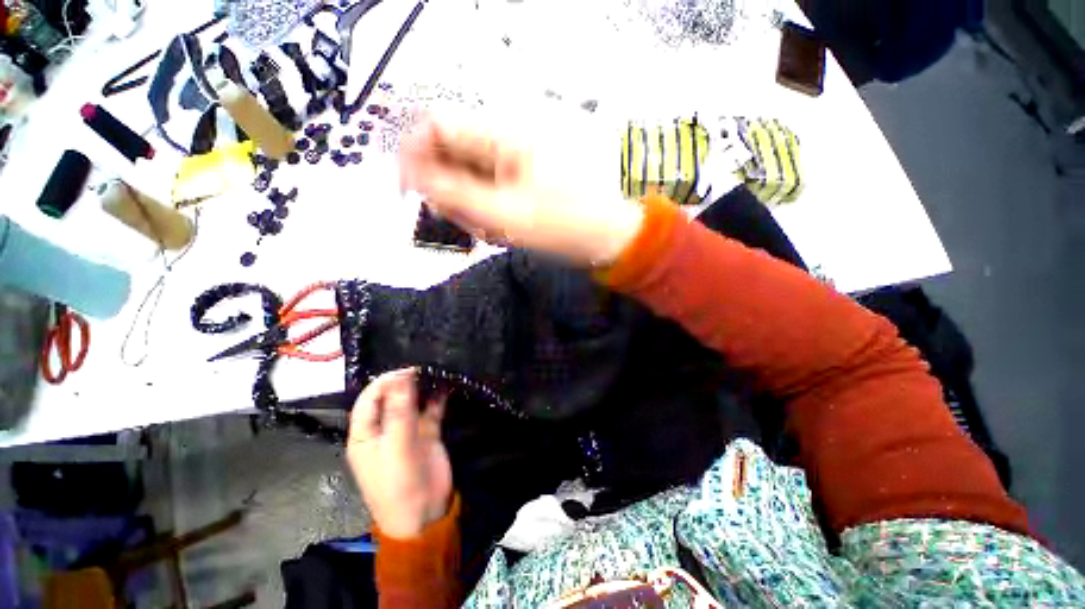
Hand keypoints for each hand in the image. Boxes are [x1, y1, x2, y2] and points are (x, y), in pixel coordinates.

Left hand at [347, 368, 452, 538]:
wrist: (425, 515)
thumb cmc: (399, 485)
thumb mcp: (396, 449)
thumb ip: (399, 412)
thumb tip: (402, 377)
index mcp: (365, 434)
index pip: (369, 400)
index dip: (385, 383)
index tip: (408, 370)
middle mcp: (384, 429)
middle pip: (391, 397)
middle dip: (405, 381)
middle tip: (425, 368)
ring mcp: (407, 430)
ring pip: (412, 401)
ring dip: (422, 387)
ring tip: (436, 372)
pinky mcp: (427, 433)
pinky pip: (431, 409)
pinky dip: (437, 398)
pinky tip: (446, 385)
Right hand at [399, 110, 644, 266]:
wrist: (608, 238)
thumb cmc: (566, 226)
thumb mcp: (507, 214)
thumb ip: (456, 194)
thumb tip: (412, 174)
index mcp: (504, 134)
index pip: (438, 124)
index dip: (414, 154)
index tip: (410, 192)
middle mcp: (506, 138)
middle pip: (451, 155)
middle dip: (450, 193)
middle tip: (468, 224)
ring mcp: (515, 159)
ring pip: (468, 177)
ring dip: (470, 208)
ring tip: (494, 231)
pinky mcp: (522, 178)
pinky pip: (488, 190)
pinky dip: (487, 212)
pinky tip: (502, 228)